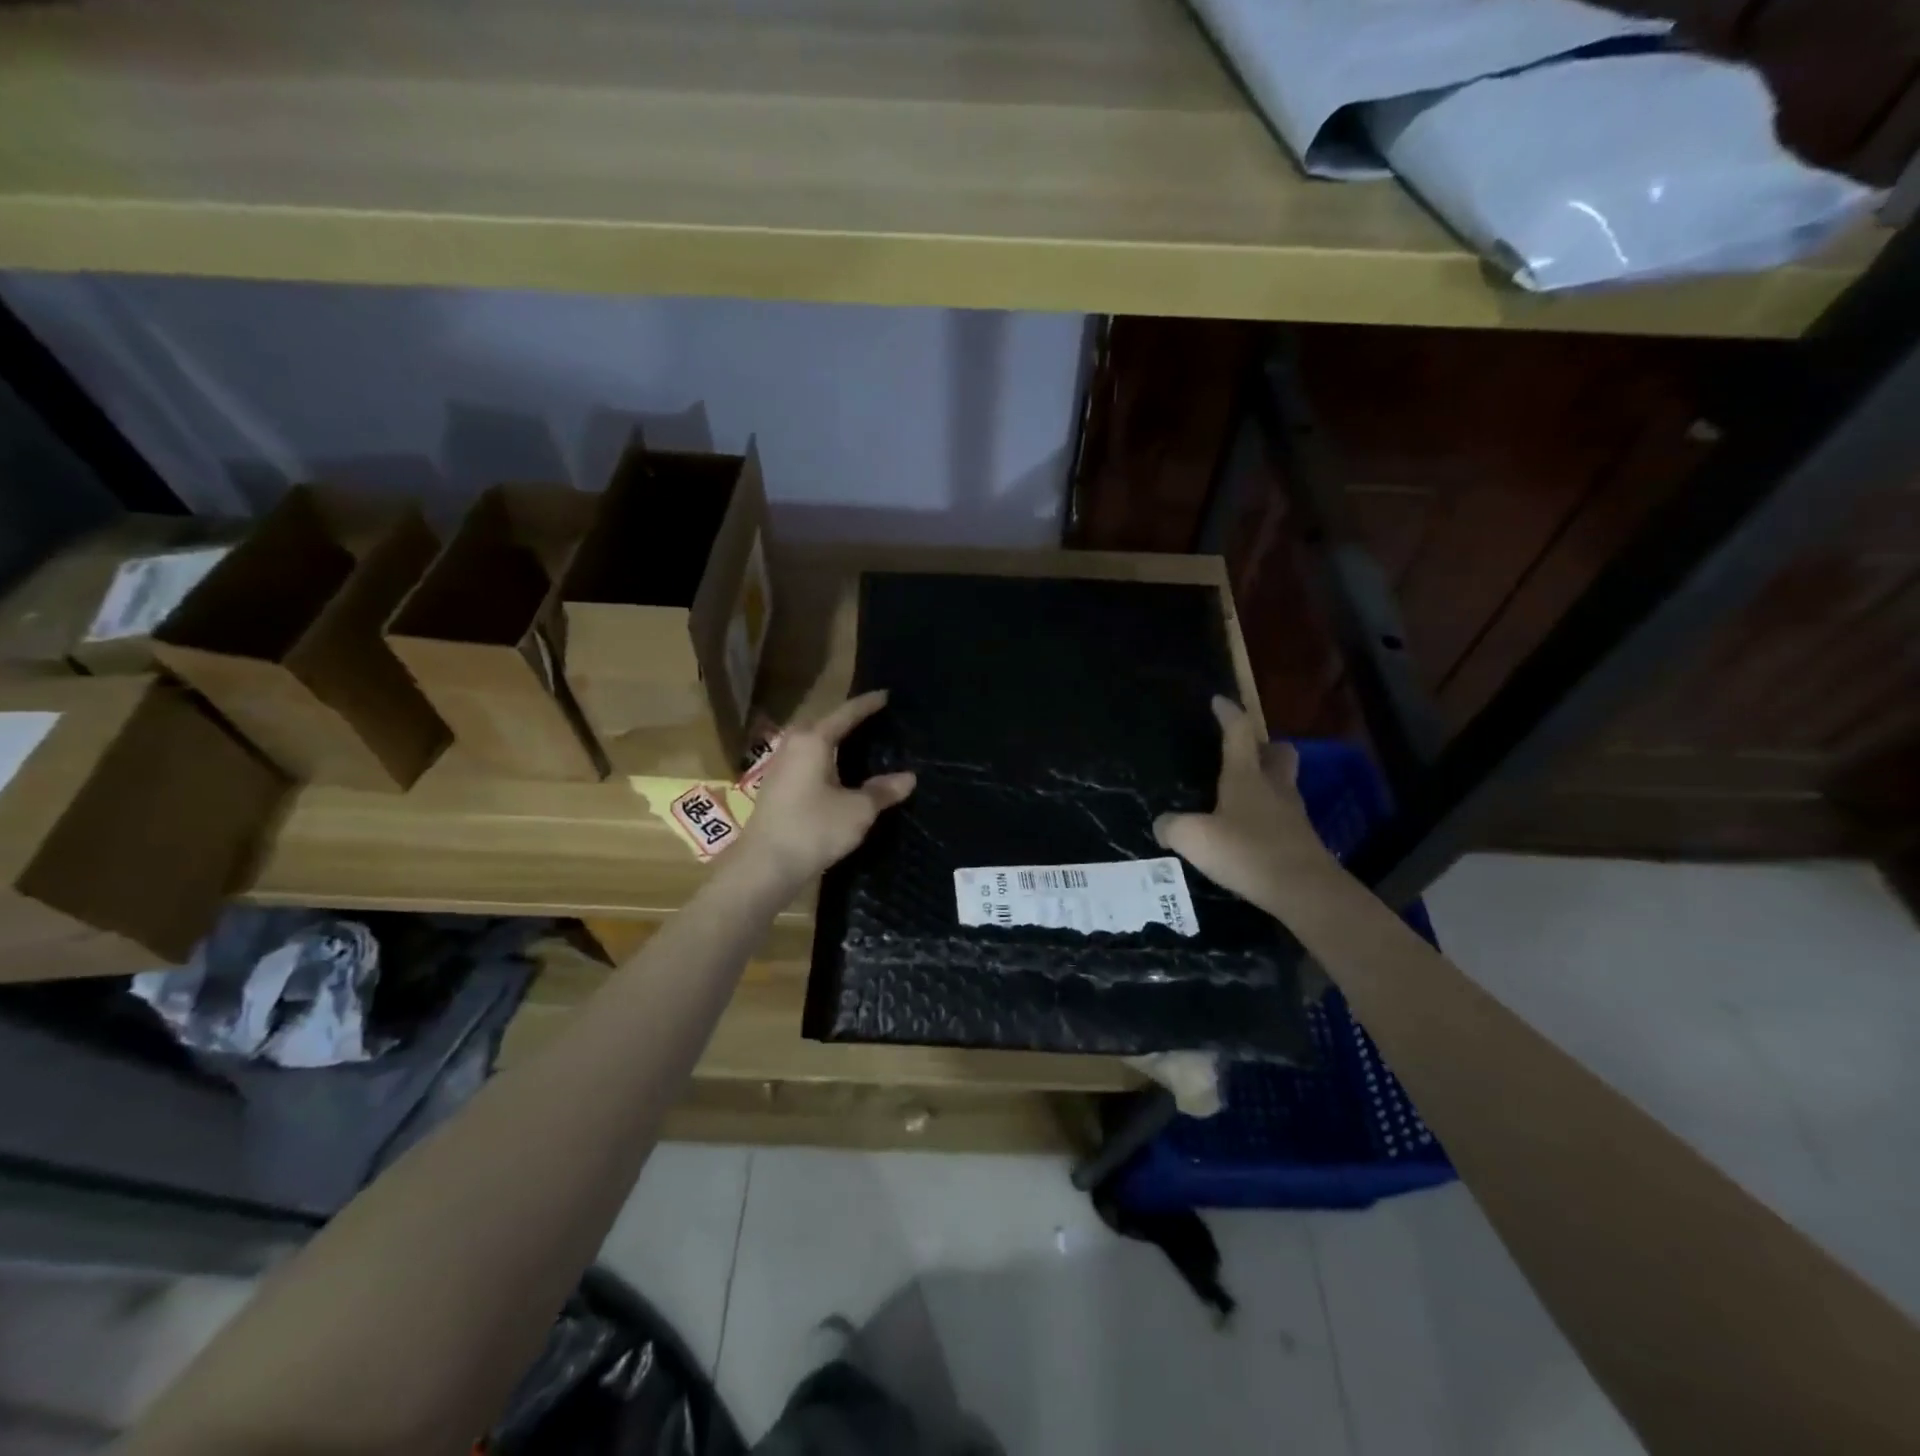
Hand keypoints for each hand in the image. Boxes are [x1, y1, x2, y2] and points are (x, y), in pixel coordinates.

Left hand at [731, 690, 915, 889]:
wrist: (764, 866)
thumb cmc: (813, 829)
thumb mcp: (857, 810)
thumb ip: (882, 791)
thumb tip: (909, 777)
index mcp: (813, 740)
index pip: (846, 713)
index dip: (868, 704)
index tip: (887, 694)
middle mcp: (793, 745)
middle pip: (826, 724)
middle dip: (850, 720)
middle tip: (877, 719)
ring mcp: (780, 766)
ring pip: (814, 743)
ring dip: (835, 741)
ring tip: (861, 743)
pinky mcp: (776, 787)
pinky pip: (807, 761)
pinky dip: (826, 759)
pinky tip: (839, 772)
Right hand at [1154, 697, 1336, 911]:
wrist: (1304, 890)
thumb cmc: (1246, 852)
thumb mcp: (1194, 838)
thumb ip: (1172, 827)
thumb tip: (1163, 825)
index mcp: (1246, 776)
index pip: (1239, 733)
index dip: (1228, 714)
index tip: (1219, 701)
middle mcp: (1274, 787)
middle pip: (1278, 753)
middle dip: (1263, 746)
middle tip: (1243, 753)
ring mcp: (1292, 814)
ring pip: (1283, 784)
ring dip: (1267, 782)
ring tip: (1240, 796)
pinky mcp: (1301, 840)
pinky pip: (1283, 815)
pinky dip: (1267, 816)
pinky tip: (1249, 832)